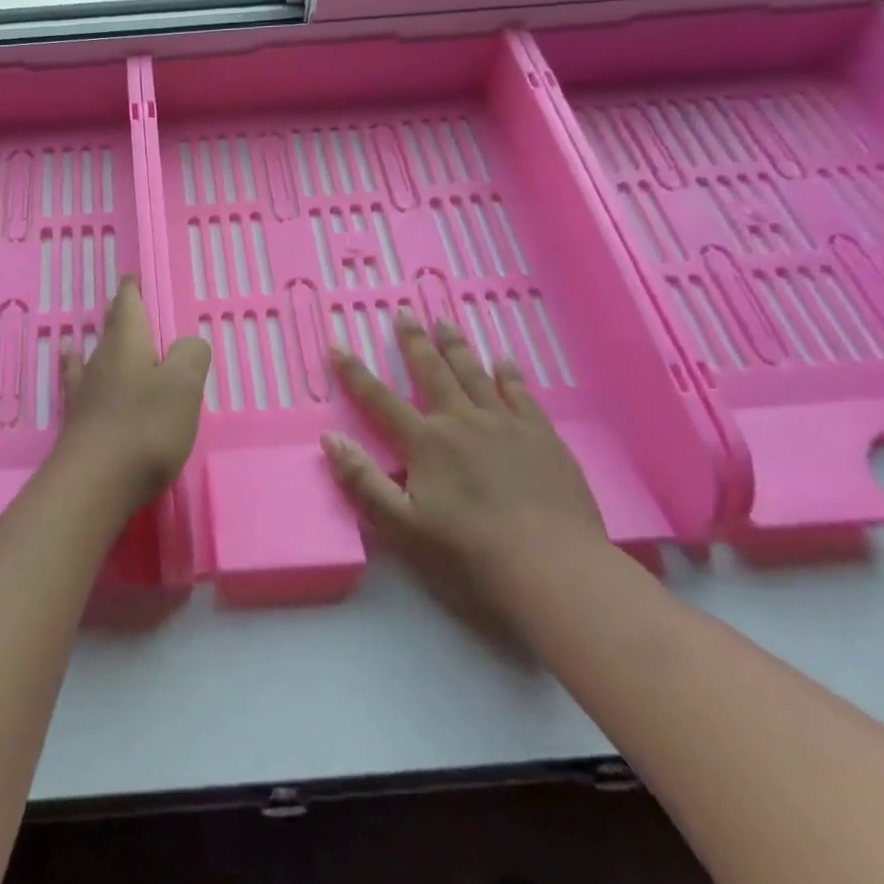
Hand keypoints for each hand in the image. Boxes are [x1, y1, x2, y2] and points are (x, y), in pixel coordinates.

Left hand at [55, 278, 211, 521]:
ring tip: (95, 337)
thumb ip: (190, 356)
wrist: (94, 486)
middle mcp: (101, 362)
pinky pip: (81, 388)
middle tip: (127, 305)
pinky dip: (80, 376)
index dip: (133, 290)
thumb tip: (187, 344)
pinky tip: (76, 379)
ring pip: (93, 358)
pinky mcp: (79, 425)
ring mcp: (85, 394)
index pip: (128, 305)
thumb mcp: (183, 386)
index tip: (133, 277)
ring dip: (100, 347)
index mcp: (127, 345)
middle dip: (120, 316)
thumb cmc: (144, 429)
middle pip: (110, 330)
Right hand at [321, 314, 607, 639]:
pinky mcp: (542, 436)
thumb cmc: (469, 554)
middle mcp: (462, 421)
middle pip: (432, 373)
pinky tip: (504, 360)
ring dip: (456, 347)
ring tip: (445, 322)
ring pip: (475, 374)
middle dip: (414, 342)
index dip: (355, 374)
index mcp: (425, 443)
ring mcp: (506, 424)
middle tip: (405, 313)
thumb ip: (363, 481)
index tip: (338, 346)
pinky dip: (509, 374)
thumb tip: (330, 439)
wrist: (553, 569)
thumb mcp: (402, 526)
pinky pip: (521, 393)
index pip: (380, 400)